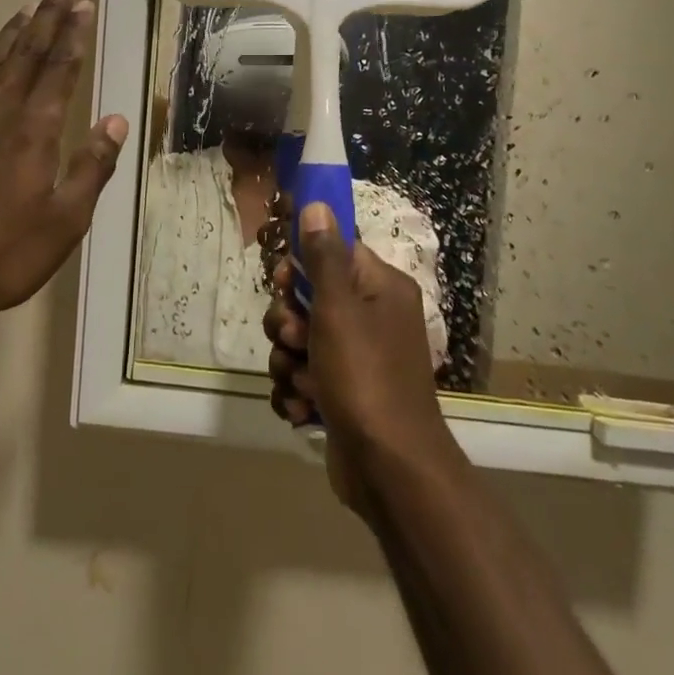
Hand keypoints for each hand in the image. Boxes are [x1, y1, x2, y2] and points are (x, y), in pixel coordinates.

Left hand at [0, 0, 128, 332]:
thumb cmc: (3, 255)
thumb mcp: (65, 221)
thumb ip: (92, 166)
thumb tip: (115, 120)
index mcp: (35, 130)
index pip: (60, 69)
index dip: (73, 35)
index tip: (81, 5)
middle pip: (25, 54)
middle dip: (45, 19)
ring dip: (9, 33)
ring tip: (24, 8)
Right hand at [264, 203, 456, 518]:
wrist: (390, 470)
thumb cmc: (365, 377)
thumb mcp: (339, 309)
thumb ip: (324, 256)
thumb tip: (318, 204)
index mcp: (380, 288)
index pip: (333, 252)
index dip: (301, 266)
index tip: (284, 283)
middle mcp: (372, 318)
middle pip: (309, 298)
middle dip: (288, 321)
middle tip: (293, 338)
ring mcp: (357, 359)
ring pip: (299, 341)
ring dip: (289, 361)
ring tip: (302, 383)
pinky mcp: (342, 394)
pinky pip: (303, 377)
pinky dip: (297, 392)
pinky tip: (303, 409)